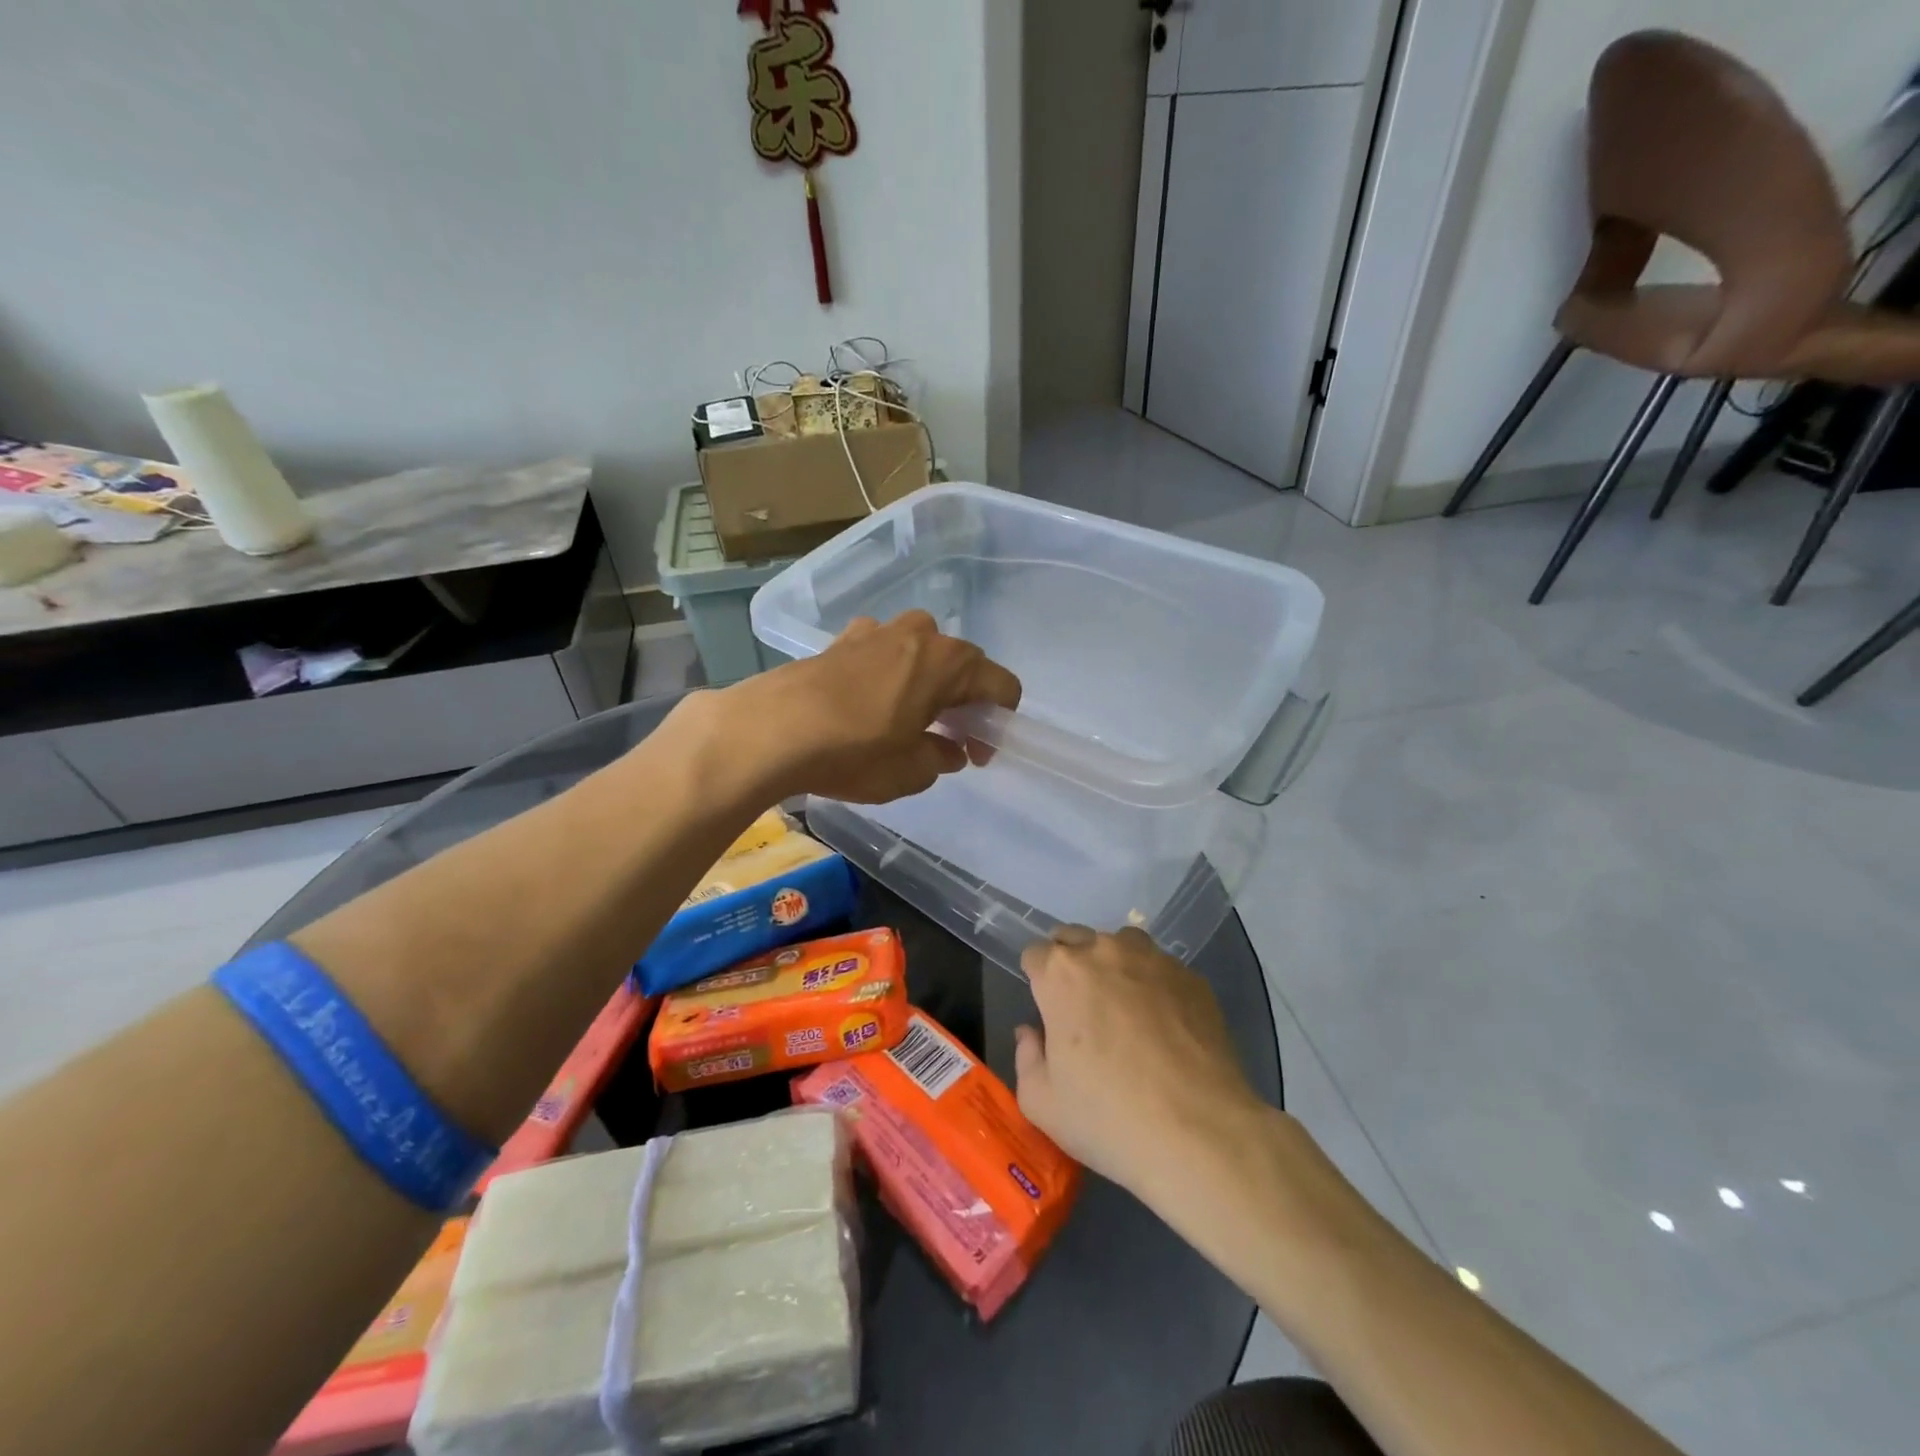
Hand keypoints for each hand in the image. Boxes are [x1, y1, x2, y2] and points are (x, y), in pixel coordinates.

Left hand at [719, 610, 1021, 803]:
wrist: (772, 730)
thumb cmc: (855, 752)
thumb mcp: (910, 772)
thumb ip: (941, 758)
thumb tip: (950, 750)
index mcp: (949, 662)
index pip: (1001, 685)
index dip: (998, 722)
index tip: (978, 752)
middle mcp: (920, 634)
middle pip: (962, 665)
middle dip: (964, 702)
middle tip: (950, 740)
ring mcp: (878, 631)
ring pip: (921, 654)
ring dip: (927, 684)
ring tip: (909, 720)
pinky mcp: (842, 639)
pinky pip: (883, 653)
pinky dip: (890, 674)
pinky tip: (870, 702)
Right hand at [1014, 926, 1271, 1201]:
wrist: (1200, 1133)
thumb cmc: (1108, 1118)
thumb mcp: (1042, 1103)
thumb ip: (1026, 1057)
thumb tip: (1032, 1033)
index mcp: (1060, 973)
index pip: (1035, 955)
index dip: (1037, 981)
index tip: (1048, 1011)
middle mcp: (1104, 951)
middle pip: (1076, 939)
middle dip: (1072, 965)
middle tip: (1082, 1010)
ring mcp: (1153, 960)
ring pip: (1122, 945)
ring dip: (1114, 966)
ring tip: (1125, 1010)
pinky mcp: (1192, 977)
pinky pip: (1162, 969)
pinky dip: (1155, 986)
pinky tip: (1166, 1026)